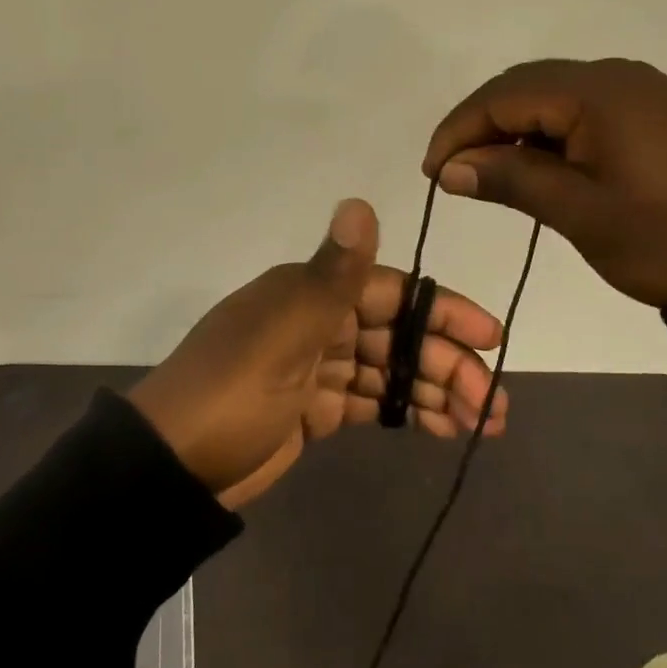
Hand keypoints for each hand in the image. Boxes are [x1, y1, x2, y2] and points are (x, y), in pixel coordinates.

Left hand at [130, 200, 505, 510]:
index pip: (391, 292)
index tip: (489, 337)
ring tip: (482, 422)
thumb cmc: (233, 391)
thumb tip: (360, 201)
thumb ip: (333, 275)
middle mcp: (317, 320)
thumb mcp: (284, 332)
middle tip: (492, 402)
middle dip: (446, 362)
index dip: (442, 311)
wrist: (174, 466)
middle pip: (396, 334)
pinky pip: (370, 400)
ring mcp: (316, 366)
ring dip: (435, 390)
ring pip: (389, 370)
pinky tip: (441, 427)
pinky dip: (405, 410)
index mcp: (310, 292)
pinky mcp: (314, 408)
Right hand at [423, 59, 666, 308]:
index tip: (432, 174)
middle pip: (525, 87)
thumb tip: (449, 168)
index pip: (503, 96)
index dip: (458, 130)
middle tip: (453, 173)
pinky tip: (542, 169)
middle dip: (481, 125)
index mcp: (596, 92)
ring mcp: (643, 93)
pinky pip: (585, 112)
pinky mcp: (659, 115)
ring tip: (490, 175)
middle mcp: (616, 76)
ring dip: (515, 131)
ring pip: (554, 98)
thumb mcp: (582, 213)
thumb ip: (511, 181)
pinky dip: (551, 136)